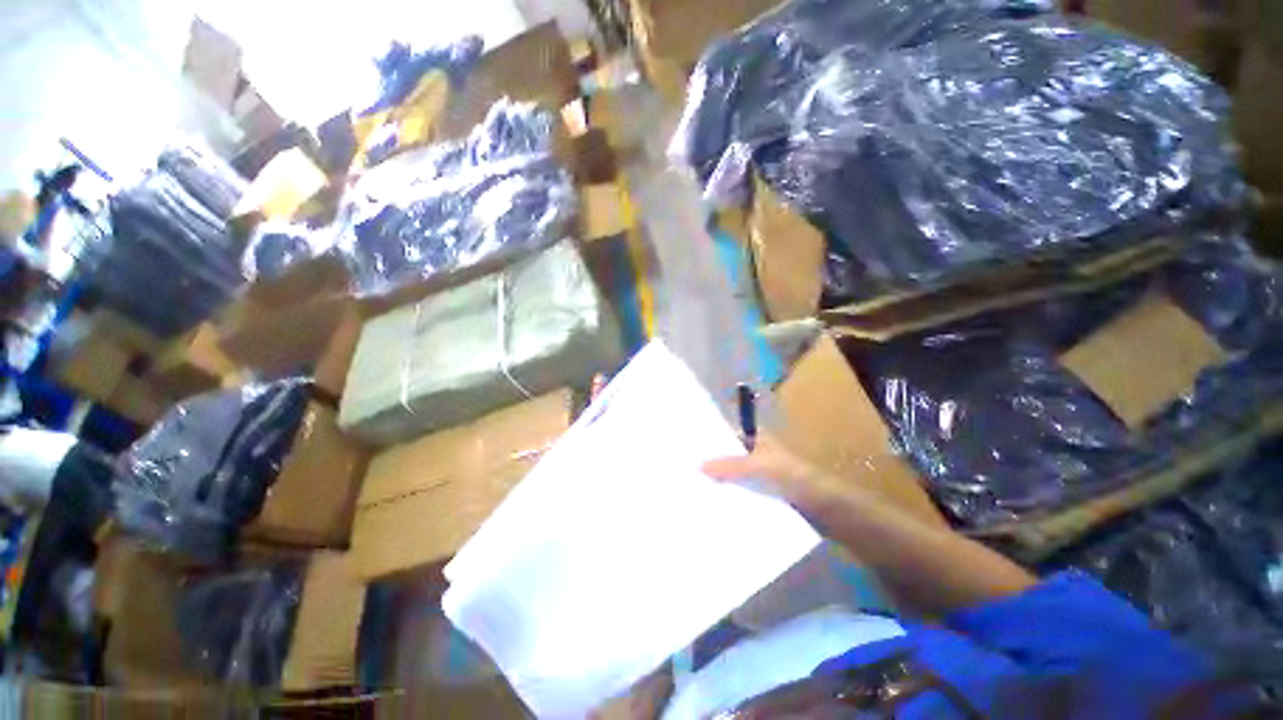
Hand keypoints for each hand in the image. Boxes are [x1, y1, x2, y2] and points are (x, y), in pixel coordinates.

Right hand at [701, 434, 850, 514]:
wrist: (824, 507)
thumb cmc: (792, 477)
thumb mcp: (758, 467)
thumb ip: (729, 466)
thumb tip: (698, 466)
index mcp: (756, 437)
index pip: (727, 433)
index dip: (710, 439)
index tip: (687, 448)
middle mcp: (755, 452)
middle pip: (728, 454)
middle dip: (710, 461)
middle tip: (684, 470)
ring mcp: (759, 473)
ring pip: (733, 473)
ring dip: (719, 479)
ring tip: (692, 487)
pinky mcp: (762, 492)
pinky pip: (740, 490)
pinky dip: (729, 494)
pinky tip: (712, 503)